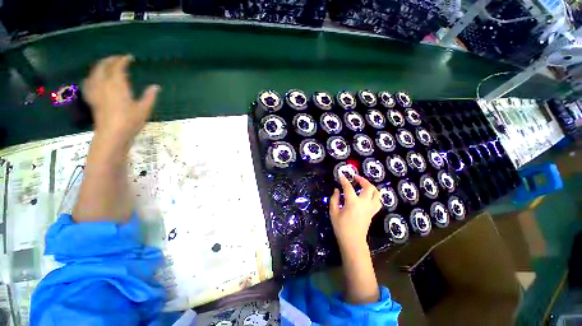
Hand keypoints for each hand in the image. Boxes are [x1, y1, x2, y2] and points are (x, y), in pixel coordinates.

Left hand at [83, 55, 159, 141]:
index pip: (117, 67)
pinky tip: (94, 79)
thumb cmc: (130, 121)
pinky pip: (88, 83)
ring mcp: (95, 91)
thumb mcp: (144, 109)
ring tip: (106, 66)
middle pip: (103, 66)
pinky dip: (92, 77)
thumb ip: (149, 96)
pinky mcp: (92, 99)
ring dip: (100, 66)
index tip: (129, 57)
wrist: (112, 135)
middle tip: (117, 59)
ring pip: (94, 73)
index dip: (123, 60)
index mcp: (117, 85)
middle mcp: (103, 85)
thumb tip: (156, 87)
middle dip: (110, 60)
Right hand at [329, 175, 381, 247]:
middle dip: (362, 180)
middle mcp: (364, 203)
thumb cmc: (341, 227)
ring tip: (364, 185)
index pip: (348, 187)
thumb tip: (337, 190)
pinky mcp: (373, 212)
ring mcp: (370, 208)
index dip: (344, 179)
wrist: (353, 241)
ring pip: (377, 193)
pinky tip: (368, 195)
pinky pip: (378, 201)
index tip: (341, 174)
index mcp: (352, 202)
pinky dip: (375, 195)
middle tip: (356, 178)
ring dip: (371, 186)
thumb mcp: (333, 212)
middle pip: (368, 187)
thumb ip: (334, 199)